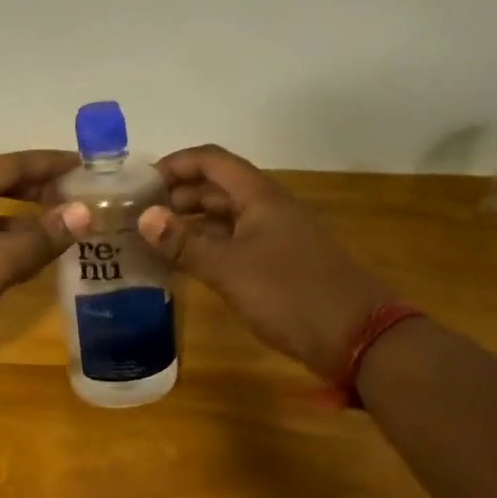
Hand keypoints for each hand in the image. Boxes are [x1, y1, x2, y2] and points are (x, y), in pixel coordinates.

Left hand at [0, 150, 82, 367]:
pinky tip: (22, 261)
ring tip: (58, 228)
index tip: (85, 164)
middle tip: (76, 196)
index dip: (50, 163)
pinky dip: (2, 243)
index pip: (11, 164)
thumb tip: (83, 212)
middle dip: (37, 189)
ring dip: (21, 219)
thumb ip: (40, 237)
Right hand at [138, 145, 395, 377]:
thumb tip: (143, 217)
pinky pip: (235, 243)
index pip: (211, 161)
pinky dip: (208, 246)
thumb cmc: (290, 294)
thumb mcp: (229, 269)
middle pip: (217, 186)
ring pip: (225, 217)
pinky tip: (185, 263)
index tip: (140, 184)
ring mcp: (275, 236)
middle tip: (139, 215)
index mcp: (260, 196)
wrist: (357, 336)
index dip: (175, 164)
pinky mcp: (278, 264)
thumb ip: (185, 244)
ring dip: (191, 222)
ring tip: (154, 238)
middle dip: (178, 194)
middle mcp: (268, 208)